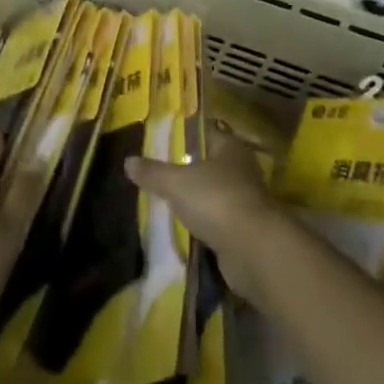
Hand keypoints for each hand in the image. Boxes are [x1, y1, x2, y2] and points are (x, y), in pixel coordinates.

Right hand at [125, 127, 285, 298]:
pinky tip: (186, 230)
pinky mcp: (247, 232)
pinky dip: (206, 226)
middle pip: (210, 164)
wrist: (255, 252)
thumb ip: (153, 172)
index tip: (162, 142)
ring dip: (198, 201)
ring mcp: (247, 201)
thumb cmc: (217, 201)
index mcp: (229, 146)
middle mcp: (242, 169)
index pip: (205, 132)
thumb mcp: (176, 183)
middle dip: (189, 170)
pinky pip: (220, 223)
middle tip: (160, 174)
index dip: (185, 135)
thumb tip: (128, 161)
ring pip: (216, 194)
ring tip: (168, 203)